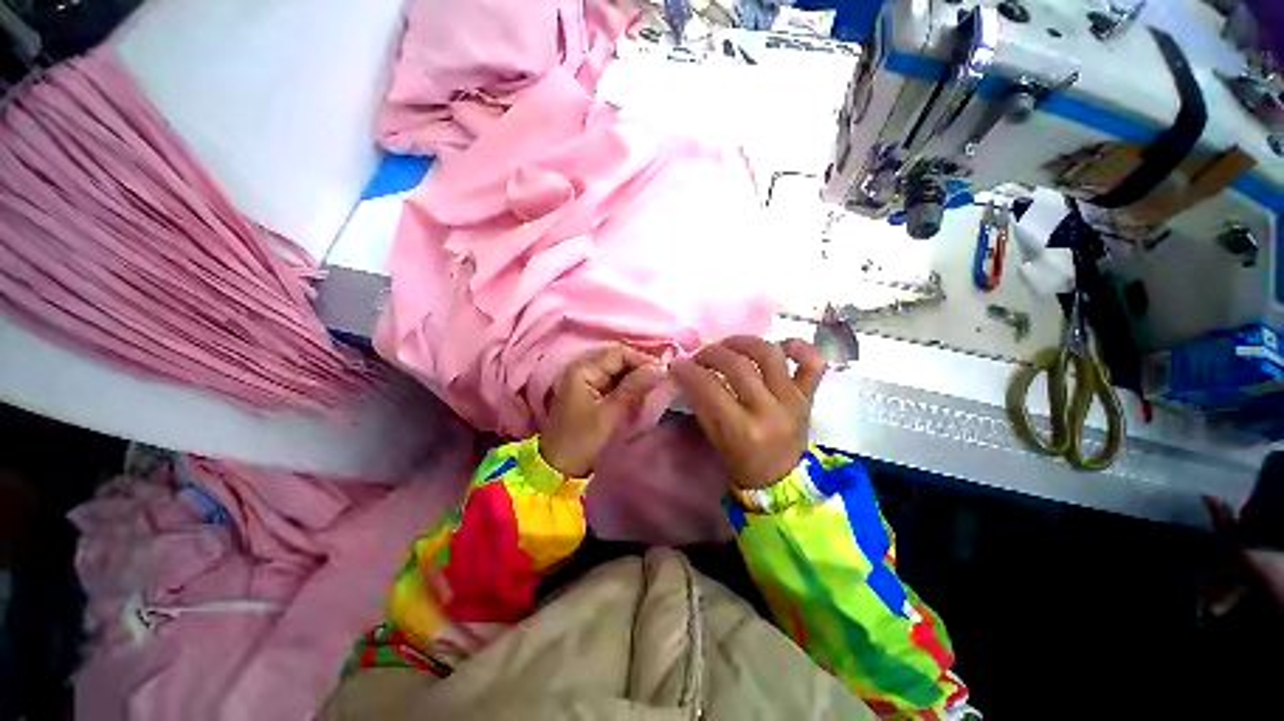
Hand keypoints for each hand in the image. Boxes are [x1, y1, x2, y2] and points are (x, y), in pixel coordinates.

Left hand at [540, 345, 663, 477]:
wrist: (558, 469)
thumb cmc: (582, 441)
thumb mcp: (610, 414)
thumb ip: (634, 387)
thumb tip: (660, 367)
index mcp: (584, 369)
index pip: (619, 352)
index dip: (642, 359)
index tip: (663, 374)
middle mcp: (583, 369)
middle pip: (618, 358)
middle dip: (640, 367)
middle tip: (661, 382)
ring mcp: (585, 381)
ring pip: (617, 370)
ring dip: (635, 377)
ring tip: (653, 389)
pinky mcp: (589, 393)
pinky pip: (613, 381)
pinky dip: (627, 386)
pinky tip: (639, 395)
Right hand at [671, 336, 825, 488]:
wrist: (781, 478)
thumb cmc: (742, 461)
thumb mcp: (714, 437)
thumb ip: (701, 403)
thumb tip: (685, 371)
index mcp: (743, 429)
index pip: (710, 387)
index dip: (688, 371)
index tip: (677, 364)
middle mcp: (770, 410)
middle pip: (738, 365)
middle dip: (711, 354)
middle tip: (700, 356)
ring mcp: (794, 400)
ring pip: (770, 354)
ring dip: (744, 342)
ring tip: (728, 345)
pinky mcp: (809, 396)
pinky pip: (813, 363)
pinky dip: (799, 346)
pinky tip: (780, 345)